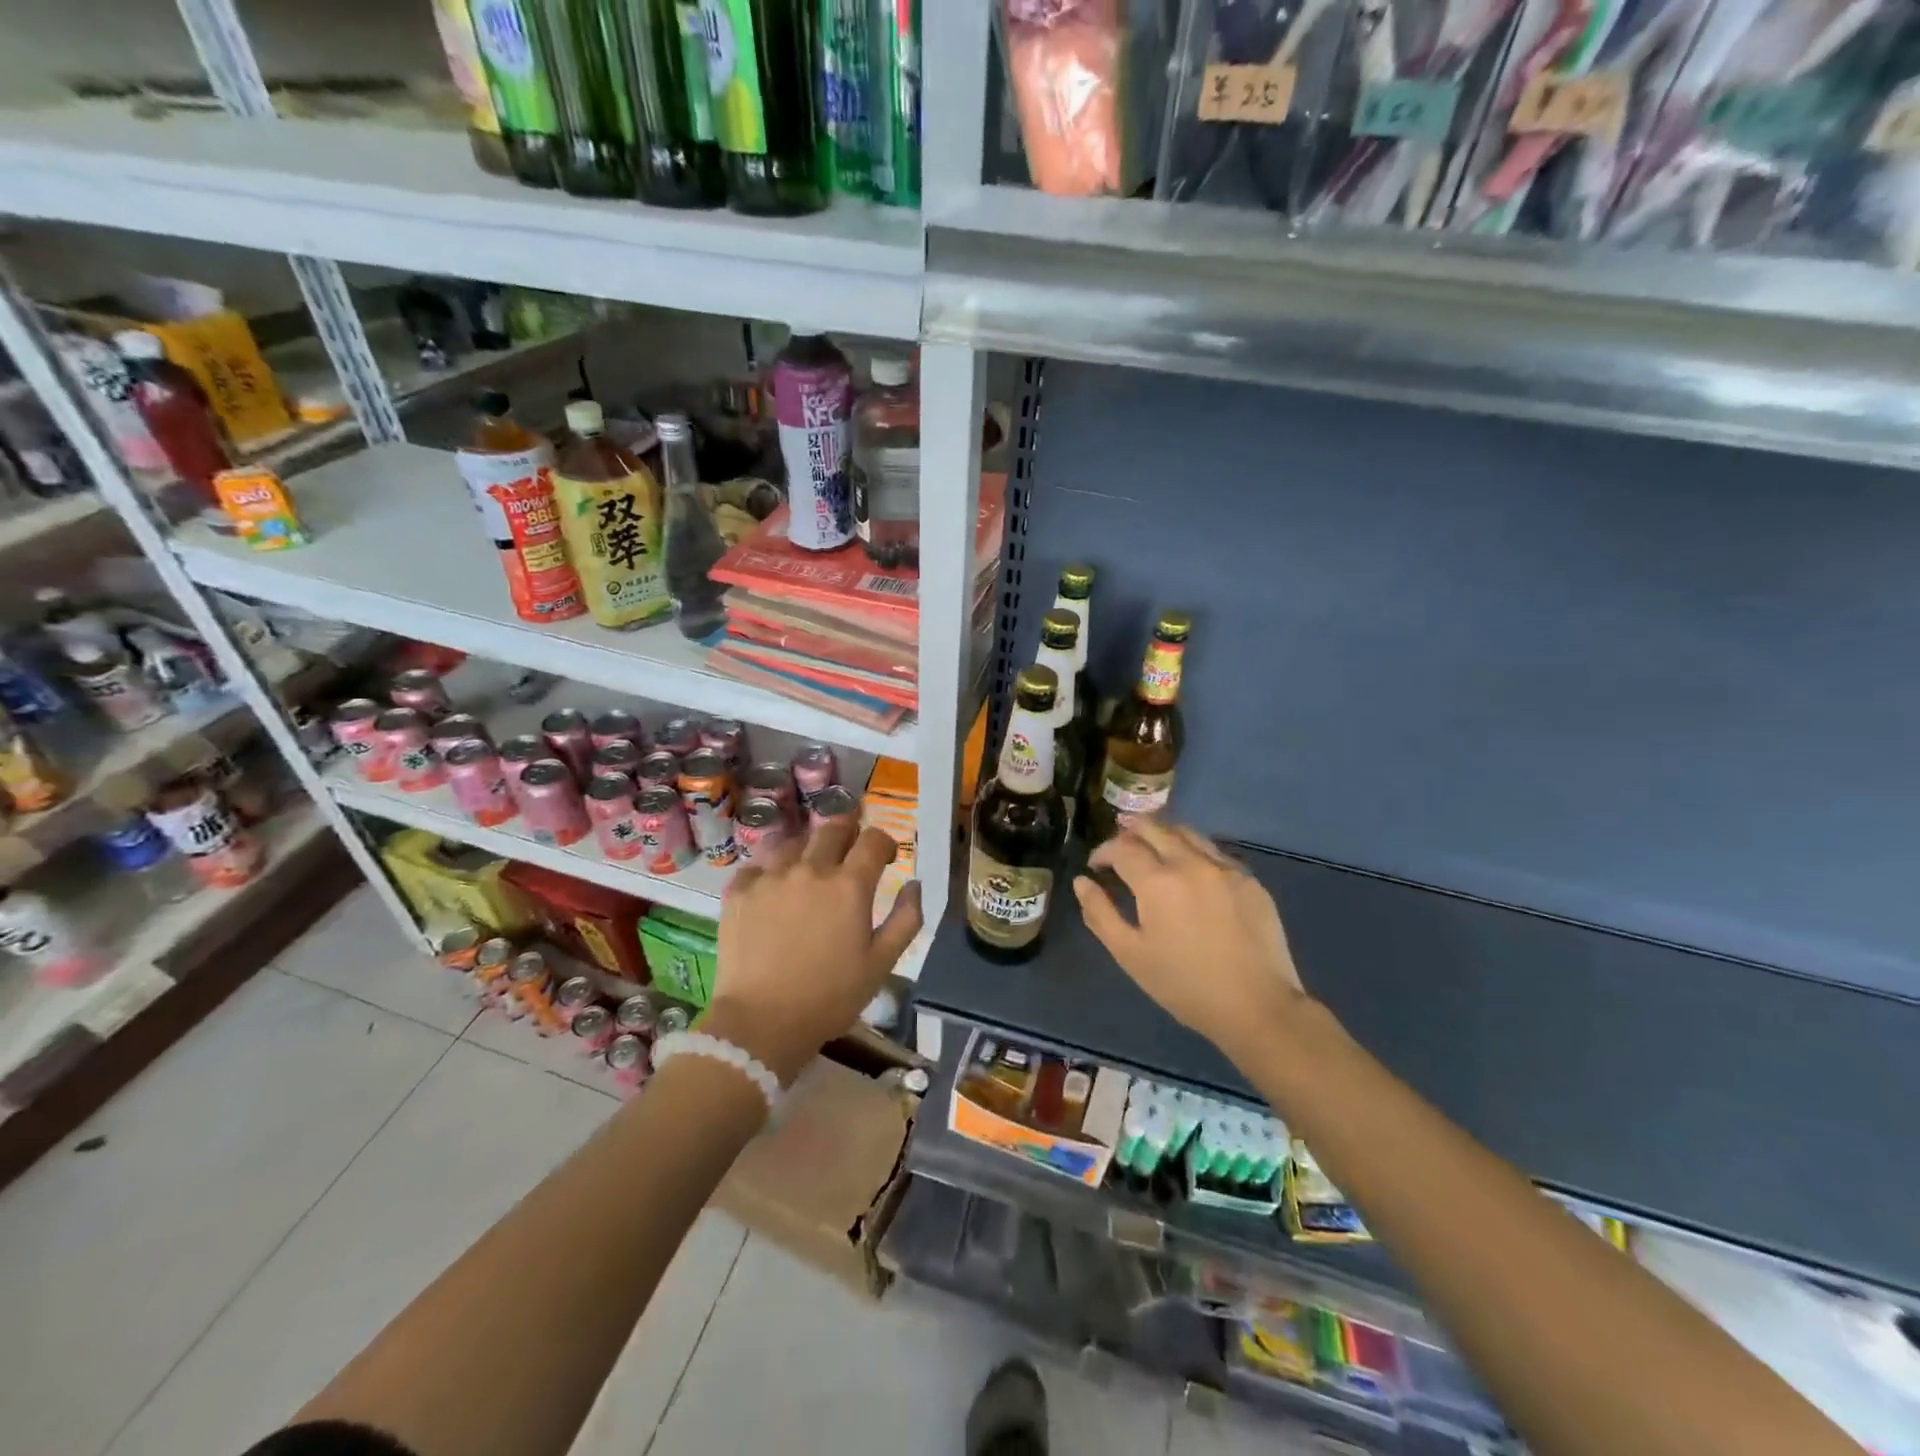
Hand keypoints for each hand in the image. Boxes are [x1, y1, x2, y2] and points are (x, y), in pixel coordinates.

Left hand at [706, 819, 922, 1084]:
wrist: (761, 1023)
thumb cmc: (830, 997)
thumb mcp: (882, 964)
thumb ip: (906, 919)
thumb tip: (915, 884)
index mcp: (850, 885)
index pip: (873, 839)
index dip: (884, 842)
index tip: (885, 857)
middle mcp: (811, 869)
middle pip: (833, 827)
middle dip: (848, 830)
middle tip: (849, 847)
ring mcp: (771, 876)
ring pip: (793, 842)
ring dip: (808, 848)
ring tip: (809, 867)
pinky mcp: (739, 891)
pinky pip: (758, 865)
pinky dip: (770, 870)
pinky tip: (772, 888)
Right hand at [1075, 817, 1307, 1057]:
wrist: (1257, 1006)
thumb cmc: (1184, 984)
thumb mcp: (1130, 954)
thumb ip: (1100, 913)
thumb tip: (1082, 882)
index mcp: (1158, 881)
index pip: (1122, 847)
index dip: (1103, 851)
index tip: (1096, 866)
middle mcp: (1191, 862)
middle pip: (1155, 828)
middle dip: (1131, 830)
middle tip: (1120, 842)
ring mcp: (1225, 868)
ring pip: (1188, 833)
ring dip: (1163, 833)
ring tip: (1151, 845)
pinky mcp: (1249, 880)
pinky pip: (1214, 851)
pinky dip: (1193, 849)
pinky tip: (1190, 868)